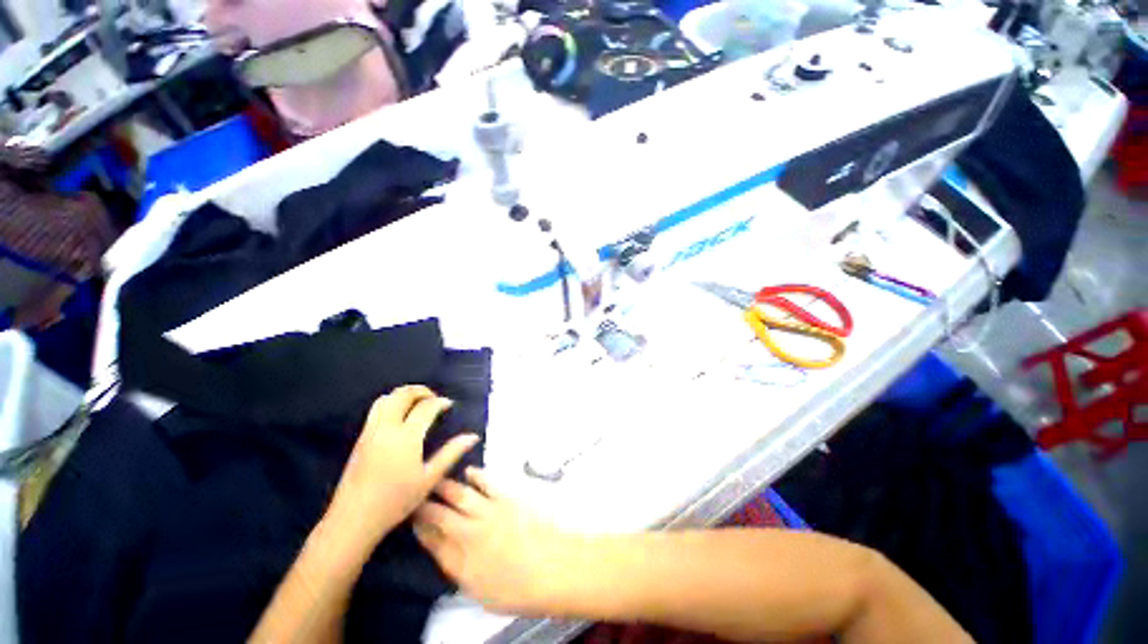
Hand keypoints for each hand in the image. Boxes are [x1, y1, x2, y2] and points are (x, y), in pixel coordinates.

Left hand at [327, 386, 479, 547]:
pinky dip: (392, 403)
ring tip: (417, 403)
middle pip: (402, 395)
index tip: (449, 405)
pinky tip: (400, 417)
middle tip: (434, 398)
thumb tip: (473, 436)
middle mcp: (387, 428)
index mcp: (406, 436)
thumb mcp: (430, 479)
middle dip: (420, 391)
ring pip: (386, 399)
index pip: (426, 407)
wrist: (353, 519)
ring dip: (403, 395)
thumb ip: (452, 453)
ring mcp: (370, 432)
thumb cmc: (396, 501)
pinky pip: (376, 410)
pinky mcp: (361, 439)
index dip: (440, 402)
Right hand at [414, 469, 579, 615]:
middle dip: (425, 504)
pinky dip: (476, 475)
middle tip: (417, 495)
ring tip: (436, 479)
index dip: (420, 528)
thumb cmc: (517, 588)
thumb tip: (441, 547)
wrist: (552, 567)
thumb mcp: (478, 590)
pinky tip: (469, 472)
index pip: (432, 540)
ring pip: (460, 494)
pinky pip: (487, 482)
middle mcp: (469, 533)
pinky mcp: (507, 498)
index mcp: (460, 561)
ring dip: (445, 486)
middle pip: (441, 514)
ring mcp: (489, 512)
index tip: (412, 518)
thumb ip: (457, 566)